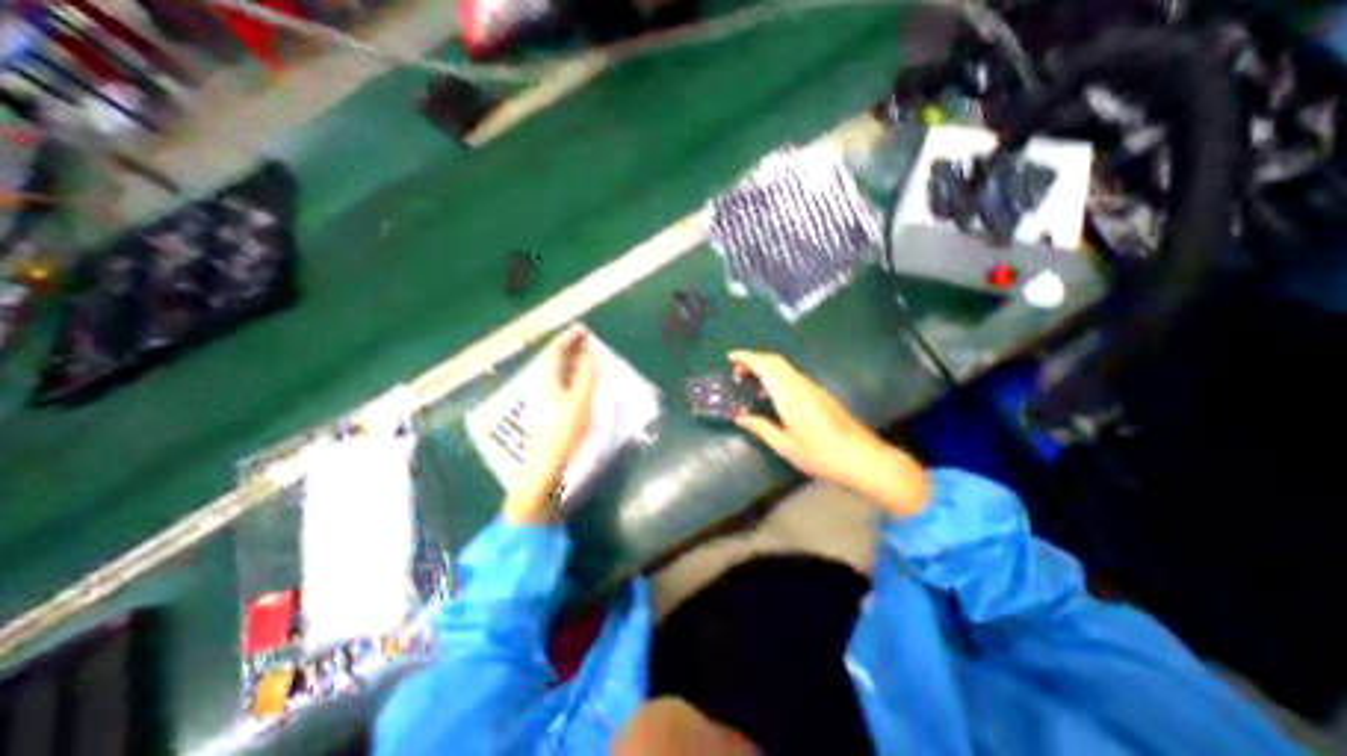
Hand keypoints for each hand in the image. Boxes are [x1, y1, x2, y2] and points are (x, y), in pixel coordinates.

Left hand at [503, 326, 595, 524]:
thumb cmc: (564, 431)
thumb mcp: (580, 400)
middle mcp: (542, 386)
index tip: (582, 329)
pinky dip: (572, 377)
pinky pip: (561, 385)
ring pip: (558, 373)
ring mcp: (544, 400)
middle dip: (571, 348)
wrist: (546, 466)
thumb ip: (587, 375)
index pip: (556, 351)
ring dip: (572, 362)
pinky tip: (579, 382)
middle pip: (555, 361)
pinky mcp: (549, 413)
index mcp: (547, 380)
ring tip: (586, 357)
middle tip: (587, 341)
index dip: (569, 338)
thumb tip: (591, 354)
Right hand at [727, 349, 927, 516]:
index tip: (730, 357)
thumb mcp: (785, 445)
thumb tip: (739, 417)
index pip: (765, 366)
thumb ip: (761, 427)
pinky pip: (793, 376)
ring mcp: (813, 387)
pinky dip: (777, 375)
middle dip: (755, 359)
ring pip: (785, 367)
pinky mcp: (820, 394)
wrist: (861, 457)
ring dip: (766, 367)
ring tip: (750, 380)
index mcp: (789, 395)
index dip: (746, 357)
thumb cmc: (819, 454)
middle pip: (775, 361)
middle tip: (737, 370)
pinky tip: (772, 393)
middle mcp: (800, 385)